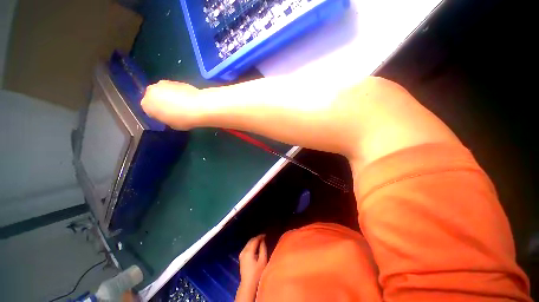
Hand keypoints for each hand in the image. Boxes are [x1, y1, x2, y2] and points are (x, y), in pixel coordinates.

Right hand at [141, 80, 201, 129]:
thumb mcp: (172, 125)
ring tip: (182, 104)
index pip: (149, 110)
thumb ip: (166, 119)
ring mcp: (163, 84)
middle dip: (161, 102)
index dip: (158, 114)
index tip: (167, 117)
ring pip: (163, 91)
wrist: (198, 106)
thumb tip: (169, 116)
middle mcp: (151, 91)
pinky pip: (174, 88)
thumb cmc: (183, 119)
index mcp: (146, 105)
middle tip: (173, 110)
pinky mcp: (176, 81)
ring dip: (169, 96)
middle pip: (154, 98)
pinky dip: (178, 93)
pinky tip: (187, 99)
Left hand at [239, 235, 266, 288]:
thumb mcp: (262, 260)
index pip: (255, 240)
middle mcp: (244, 251)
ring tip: (261, 241)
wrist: (248, 285)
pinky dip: (252, 245)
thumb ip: (263, 249)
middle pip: (251, 241)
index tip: (266, 235)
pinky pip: (247, 247)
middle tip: (264, 237)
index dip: (260, 236)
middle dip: (257, 238)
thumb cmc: (257, 273)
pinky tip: (256, 247)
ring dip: (254, 241)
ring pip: (248, 244)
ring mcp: (241, 254)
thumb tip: (263, 241)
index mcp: (248, 251)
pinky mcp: (241, 258)